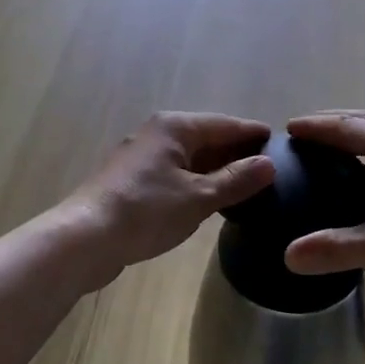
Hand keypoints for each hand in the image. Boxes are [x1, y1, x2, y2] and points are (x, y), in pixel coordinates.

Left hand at [62, 113, 275, 278]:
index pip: (226, 124)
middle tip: (270, 171)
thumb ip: (236, 180)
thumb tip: (269, 164)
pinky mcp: (133, 180)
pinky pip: (176, 173)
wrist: (83, 239)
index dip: (253, 134)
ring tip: (247, 188)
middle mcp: (158, 133)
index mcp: (176, 127)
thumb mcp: (198, 198)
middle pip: (208, 138)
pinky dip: (197, 182)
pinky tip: (211, 200)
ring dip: (217, 170)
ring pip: (191, 158)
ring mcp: (142, 157)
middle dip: (237, 153)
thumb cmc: (145, 212)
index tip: (281, 144)